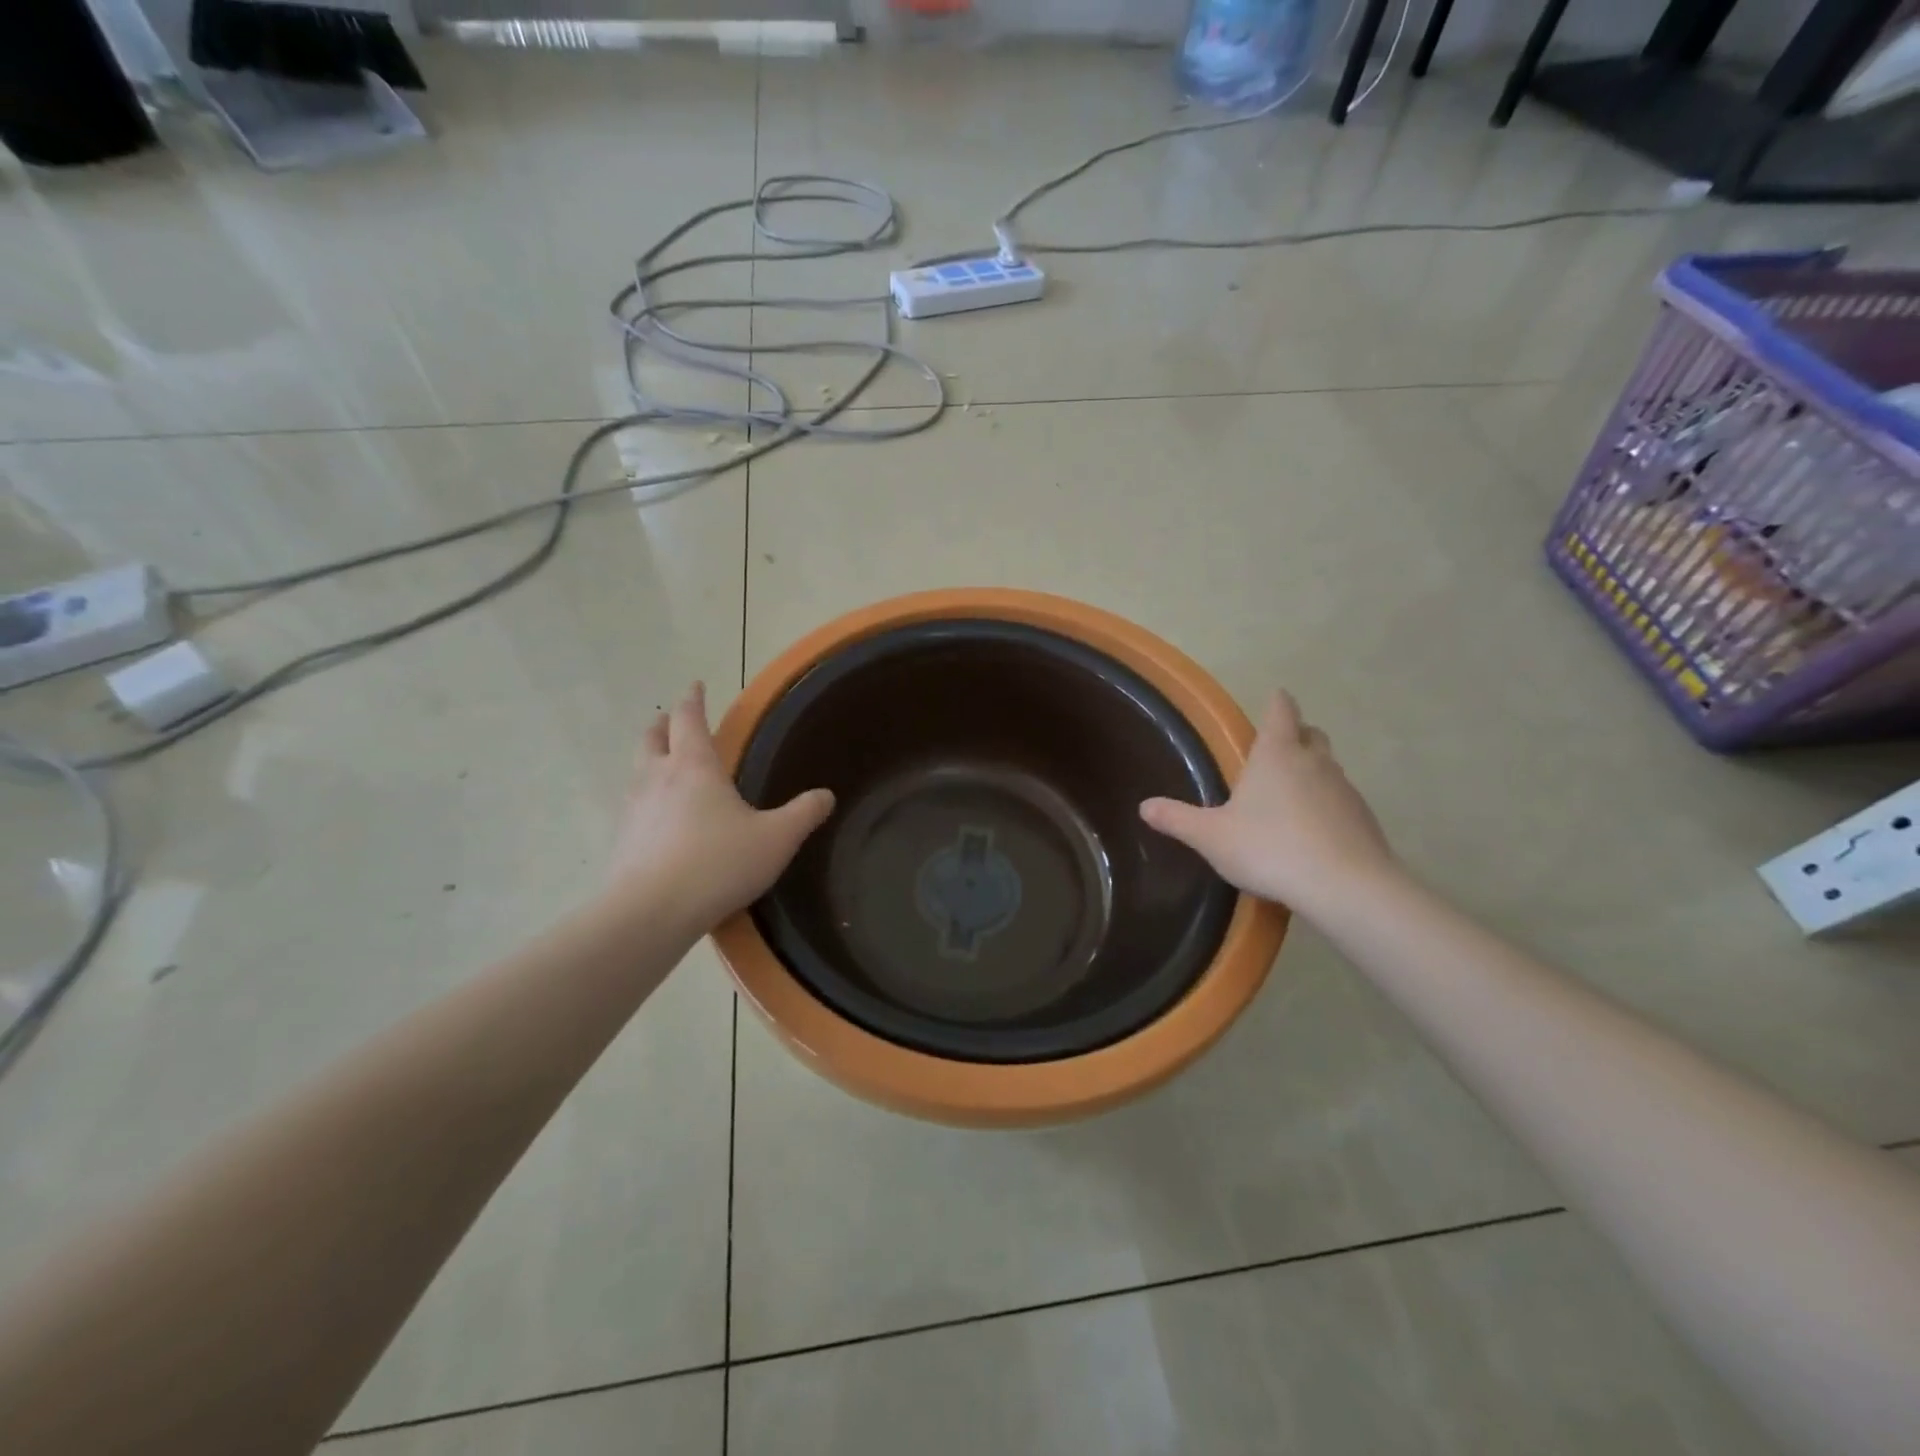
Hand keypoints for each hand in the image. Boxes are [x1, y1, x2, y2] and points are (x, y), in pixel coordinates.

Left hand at [606, 683, 833, 932]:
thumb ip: (803, 814)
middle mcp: (657, 778)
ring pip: (637, 769)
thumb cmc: (718, 864)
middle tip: (671, 720)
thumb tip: (826, 795)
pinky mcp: (622, 840)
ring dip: (650, 758)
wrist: (650, 913)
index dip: (693, 699)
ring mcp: (633, 808)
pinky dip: (645, 797)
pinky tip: (659, 818)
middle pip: (652, 737)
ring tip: (664, 765)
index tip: (696, 686)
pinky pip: (633, 805)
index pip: (688, 718)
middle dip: (662, 724)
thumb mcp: (776, 839)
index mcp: (694, 766)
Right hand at [1140, 689, 1395, 914]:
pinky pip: (1342, 801)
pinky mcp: (1365, 819)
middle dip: (1297, 734)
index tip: (1275, 696)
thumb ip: (1177, 819)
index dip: (1277, 702)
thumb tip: (1144, 806)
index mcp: (1276, 754)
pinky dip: (1327, 806)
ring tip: (1290, 795)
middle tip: (1278, 748)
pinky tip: (1313, 832)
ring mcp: (1345, 789)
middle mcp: (1314, 762)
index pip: (1281, 711)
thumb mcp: (1211, 837)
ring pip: (1329, 768)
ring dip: (1313, 772)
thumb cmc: (1269, 848)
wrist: (1344, 886)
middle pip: (1311, 734)